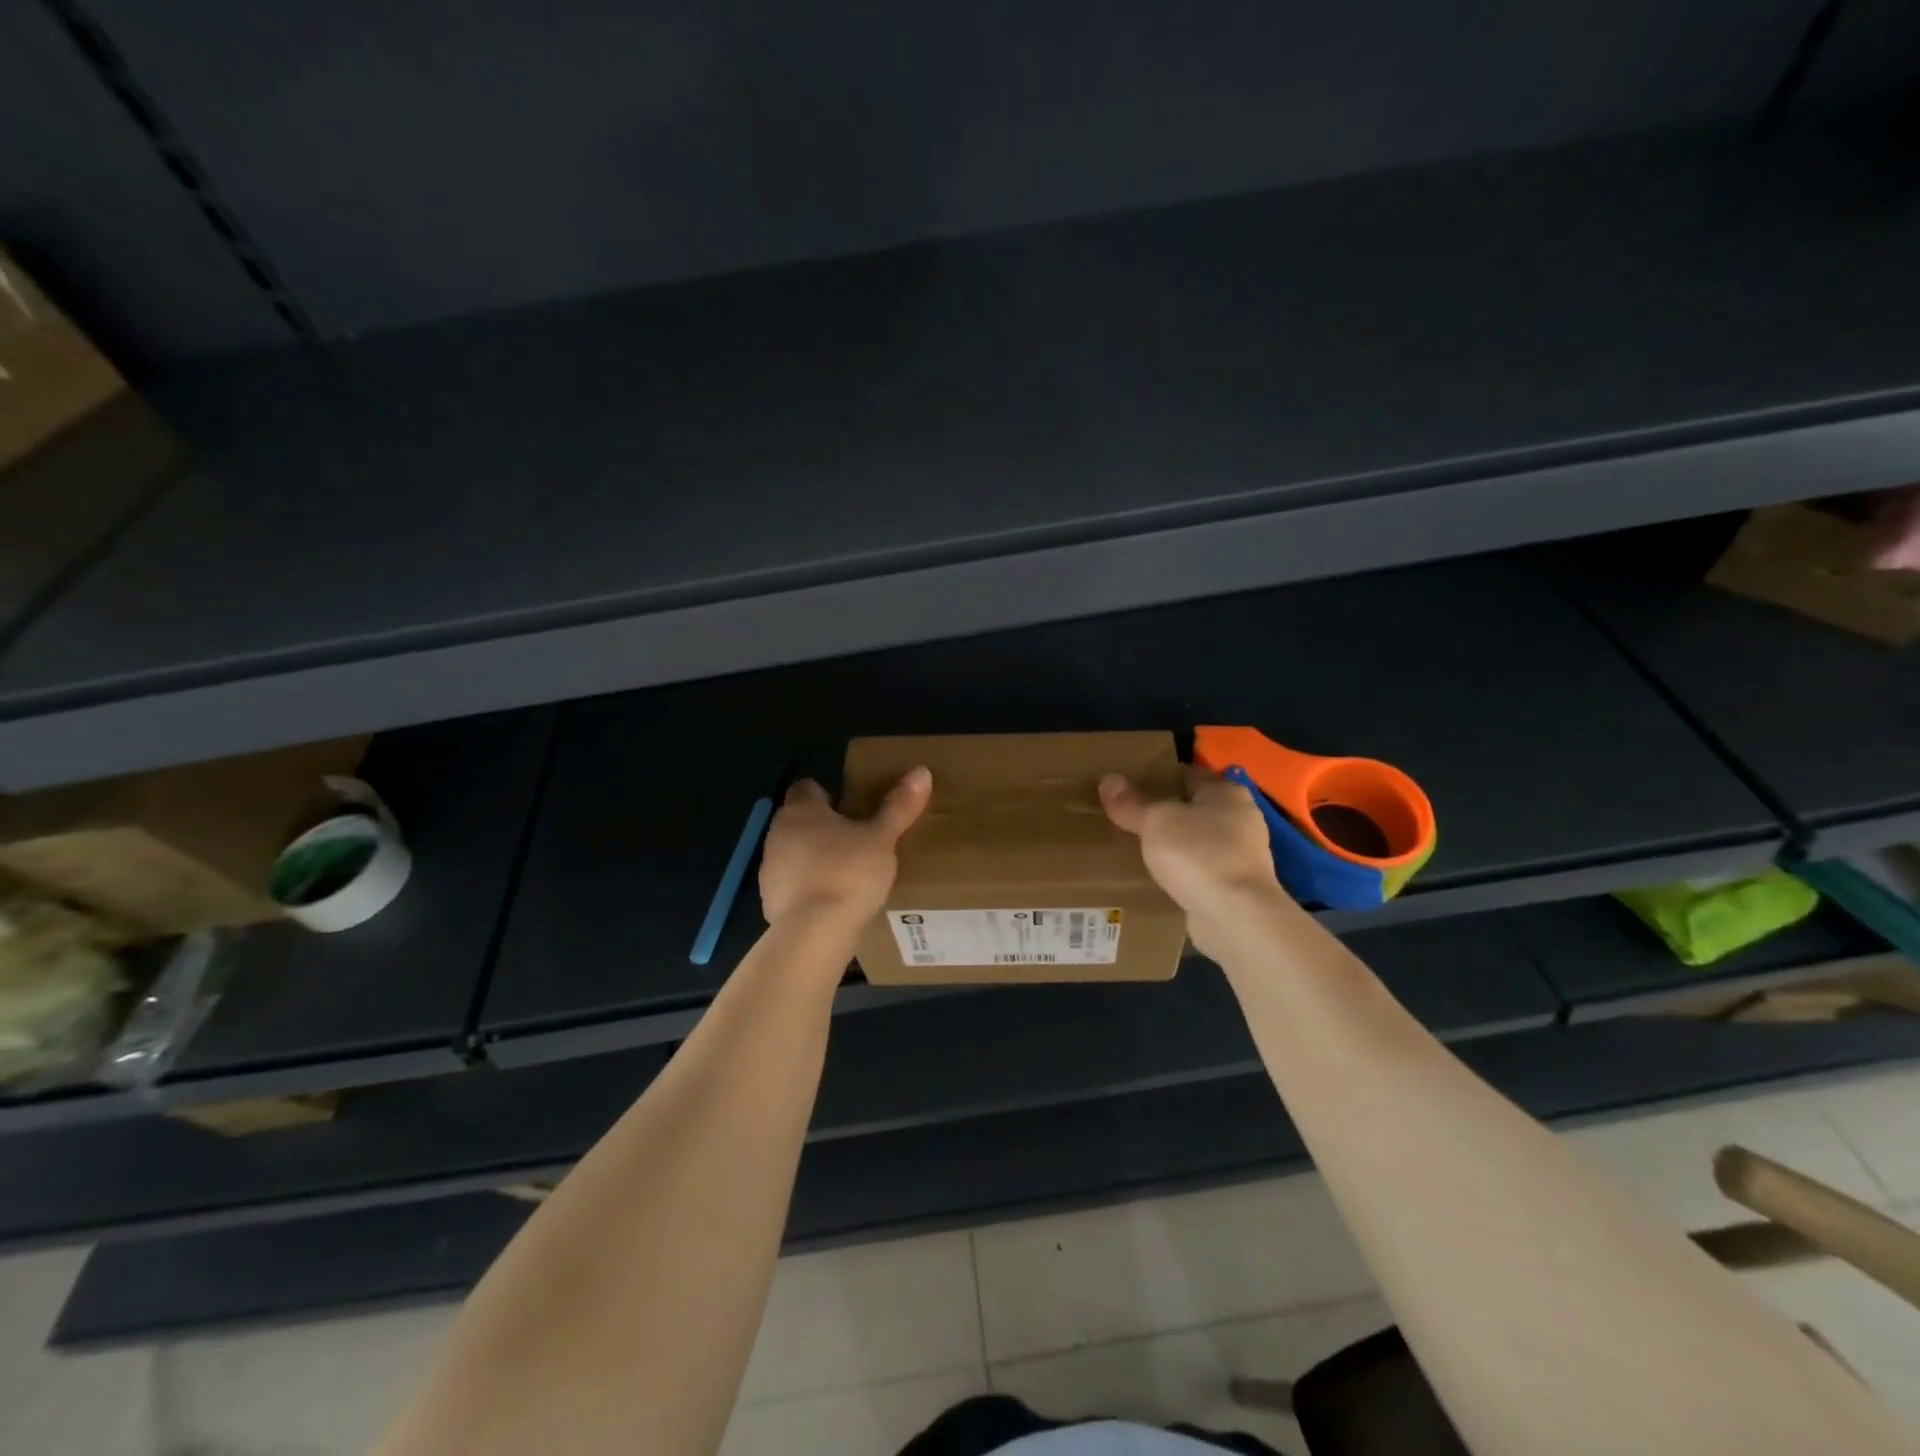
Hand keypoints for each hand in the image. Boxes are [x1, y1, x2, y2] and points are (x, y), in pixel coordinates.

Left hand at [759, 768, 932, 929]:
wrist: (814, 932)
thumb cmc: (849, 872)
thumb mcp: (882, 839)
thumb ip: (898, 806)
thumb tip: (921, 771)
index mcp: (801, 810)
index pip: (806, 788)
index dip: (827, 794)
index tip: (850, 808)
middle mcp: (777, 833)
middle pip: (798, 821)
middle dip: (823, 828)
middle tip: (856, 840)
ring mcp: (769, 869)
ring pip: (792, 853)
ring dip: (813, 858)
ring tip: (847, 873)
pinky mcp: (769, 901)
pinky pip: (791, 885)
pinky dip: (807, 888)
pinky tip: (832, 902)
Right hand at [1100, 767, 1292, 956]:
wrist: (1235, 916)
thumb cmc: (1198, 853)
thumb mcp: (1155, 822)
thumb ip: (1131, 803)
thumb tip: (1108, 779)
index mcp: (1226, 793)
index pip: (1188, 774)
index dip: (1159, 776)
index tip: (1130, 784)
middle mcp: (1240, 820)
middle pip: (1194, 808)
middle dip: (1165, 813)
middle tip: (1127, 816)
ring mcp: (1242, 857)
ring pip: (1197, 841)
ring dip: (1174, 845)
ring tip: (1137, 847)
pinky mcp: (1236, 888)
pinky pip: (1200, 871)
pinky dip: (1182, 872)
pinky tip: (1157, 878)